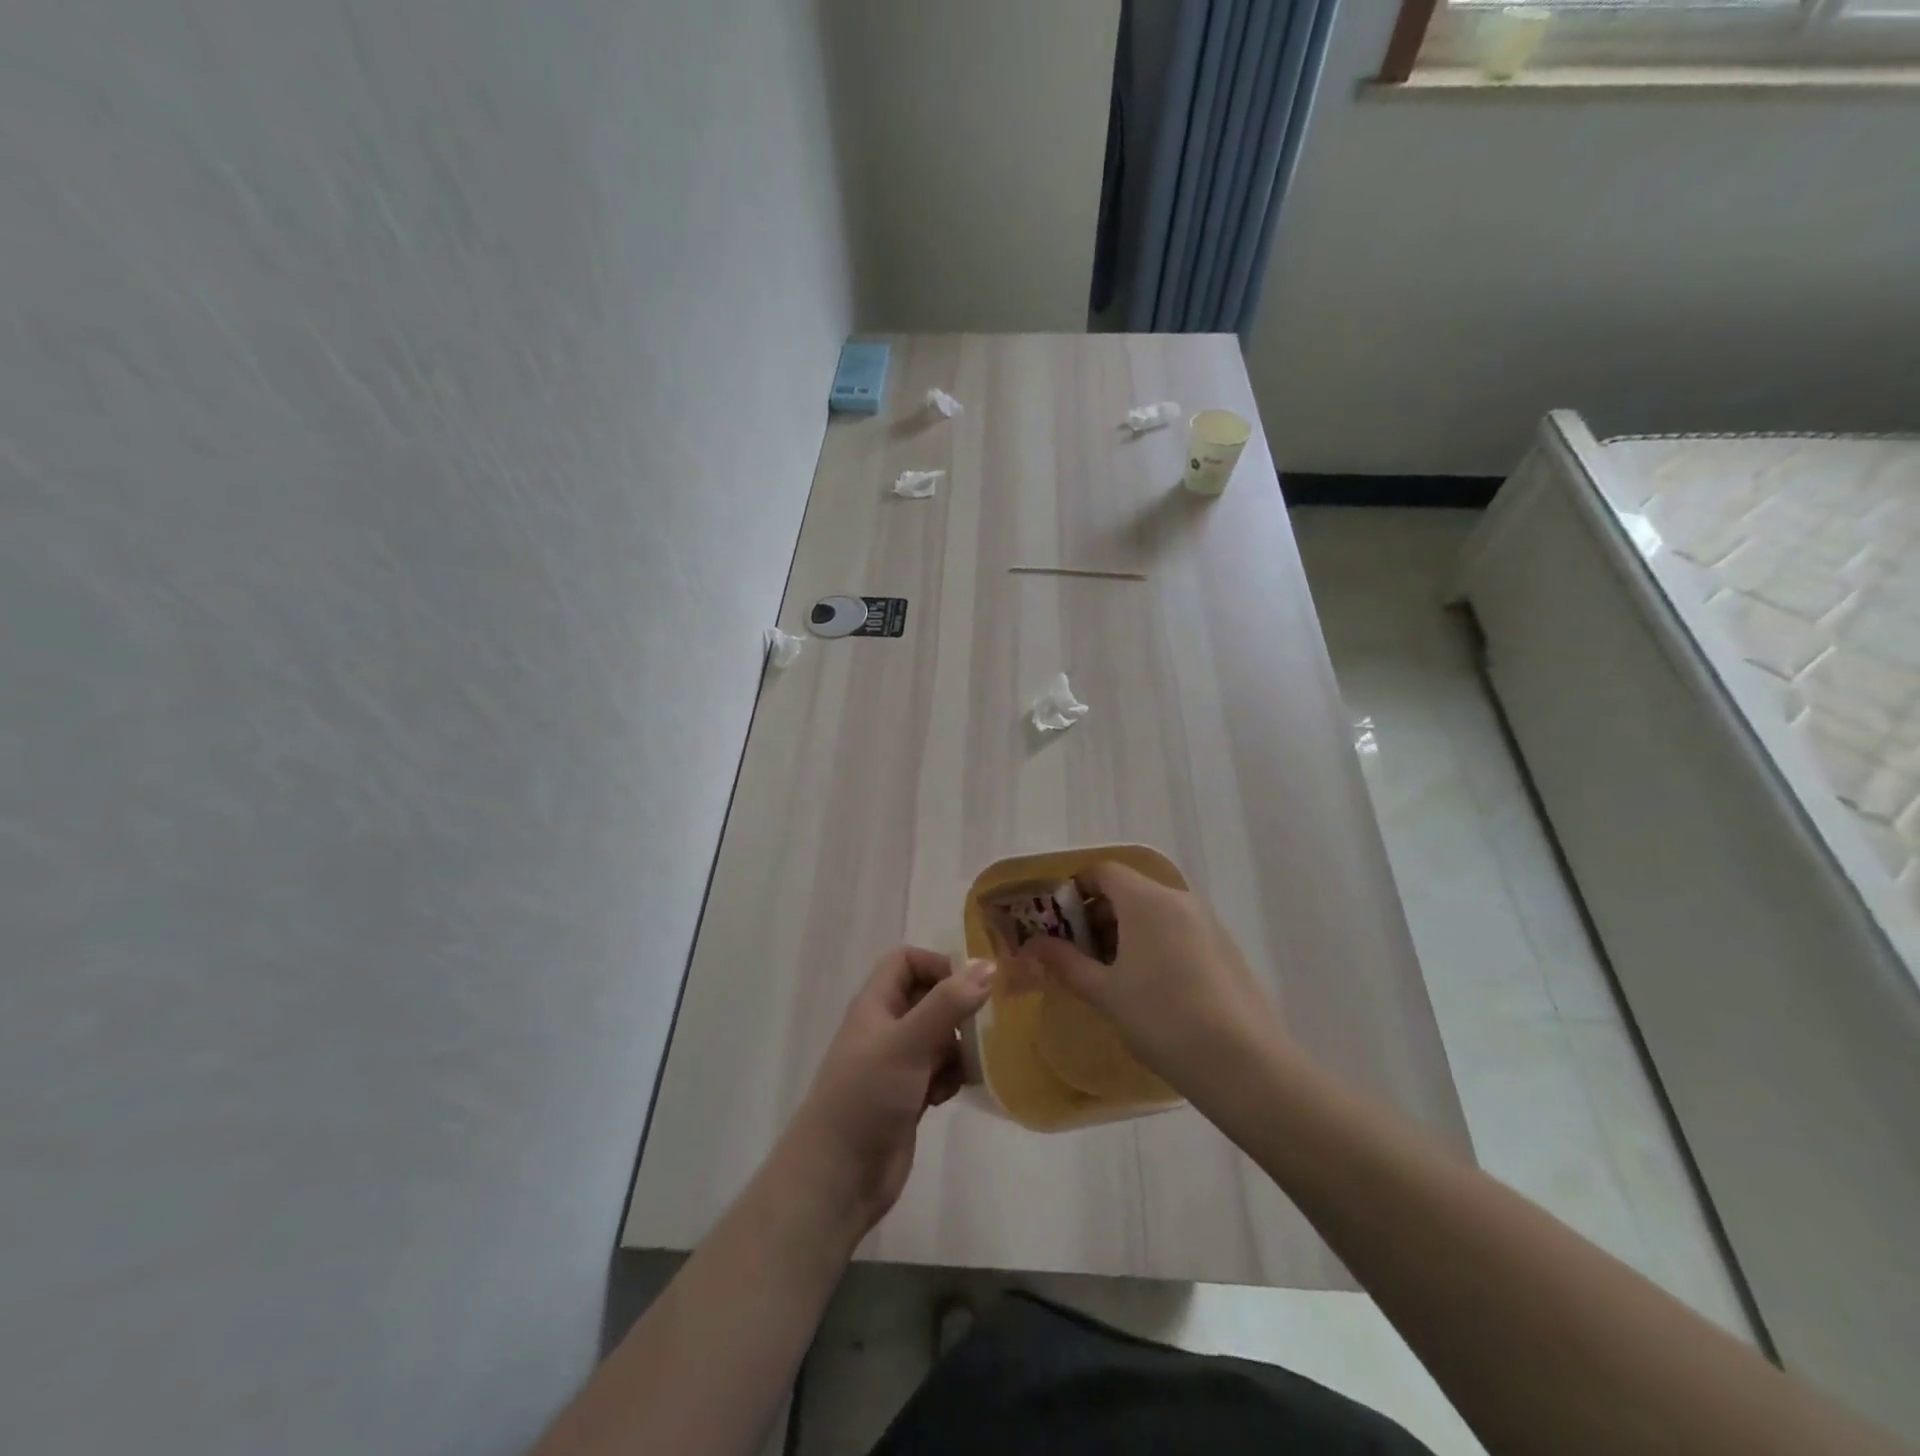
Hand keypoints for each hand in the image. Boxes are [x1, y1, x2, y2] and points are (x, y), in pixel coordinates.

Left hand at [782, 947, 993, 1236]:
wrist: (838, 1178)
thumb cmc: (866, 1098)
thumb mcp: (907, 1044)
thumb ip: (947, 1004)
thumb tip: (988, 966)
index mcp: (875, 1005)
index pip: (907, 961)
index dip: (938, 965)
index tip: (971, 986)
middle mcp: (886, 1028)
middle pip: (928, 997)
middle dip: (957, 1007)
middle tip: (987, 1023)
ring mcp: (897, 1064)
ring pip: (939, 1036)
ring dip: (959, 1046)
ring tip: (970, 1064)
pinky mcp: (909, 1096)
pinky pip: (940, 1071)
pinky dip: (952, 1076)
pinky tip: (952, 1093)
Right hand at [1021, 863, 1286, 1096]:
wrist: (1243, 1063)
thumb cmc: (1162, 1018)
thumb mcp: (1104, 992)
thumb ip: (1066, 962)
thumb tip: (1033, 945)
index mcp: (1146, 900)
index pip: (1103, 871)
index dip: (1075, 890)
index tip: (1058, 923)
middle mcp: (1178, 899)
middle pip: (1128, 890)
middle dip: (1098, 916)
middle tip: (1078, 955)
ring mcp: (1206, 922)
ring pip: (1153, 912)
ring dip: (1126, 932)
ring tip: (1111, 976)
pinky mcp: (1224, 948)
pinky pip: (1177, 930)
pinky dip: (1154, 944)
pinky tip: (1149, 988)